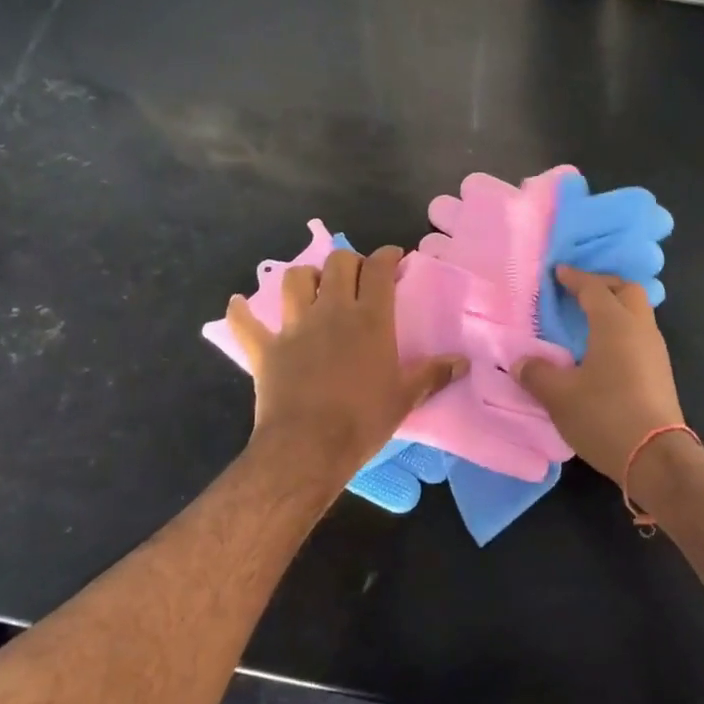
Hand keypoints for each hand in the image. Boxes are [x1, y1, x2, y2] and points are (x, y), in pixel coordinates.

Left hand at [223, 246, 465, 481]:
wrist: (308, 447)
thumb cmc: (363, 420)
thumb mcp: (405, 397)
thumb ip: (433, 374)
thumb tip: (463, 362)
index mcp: (370, 318)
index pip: (379, 269)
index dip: (387, 256)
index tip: (394, 257)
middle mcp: (332, 311)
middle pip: (338, 263)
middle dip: (350, 261)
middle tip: (357, 276)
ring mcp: (295, 327)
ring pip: (295, 280)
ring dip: (305, 277)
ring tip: (313, 288)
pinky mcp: (265, 349)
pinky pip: (245, 324)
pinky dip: (241, 313)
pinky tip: (239, 305)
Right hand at [512, 266, 685, 479]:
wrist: (656, 457)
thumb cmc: (605, 416)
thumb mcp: (560, 397)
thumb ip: (537, 373)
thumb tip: (520, 362)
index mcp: (615, 324)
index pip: (593, 288)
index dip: (574, 278)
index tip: (558, 273)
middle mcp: (640, 328)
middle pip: (626, 290)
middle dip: (603, 285)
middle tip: (578, 293)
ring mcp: (656, 350)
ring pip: (638, 312)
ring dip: (616, 307)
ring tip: (589, 320)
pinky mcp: (662, 371)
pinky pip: (641, 334)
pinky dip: (623, 329)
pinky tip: (605, 349)